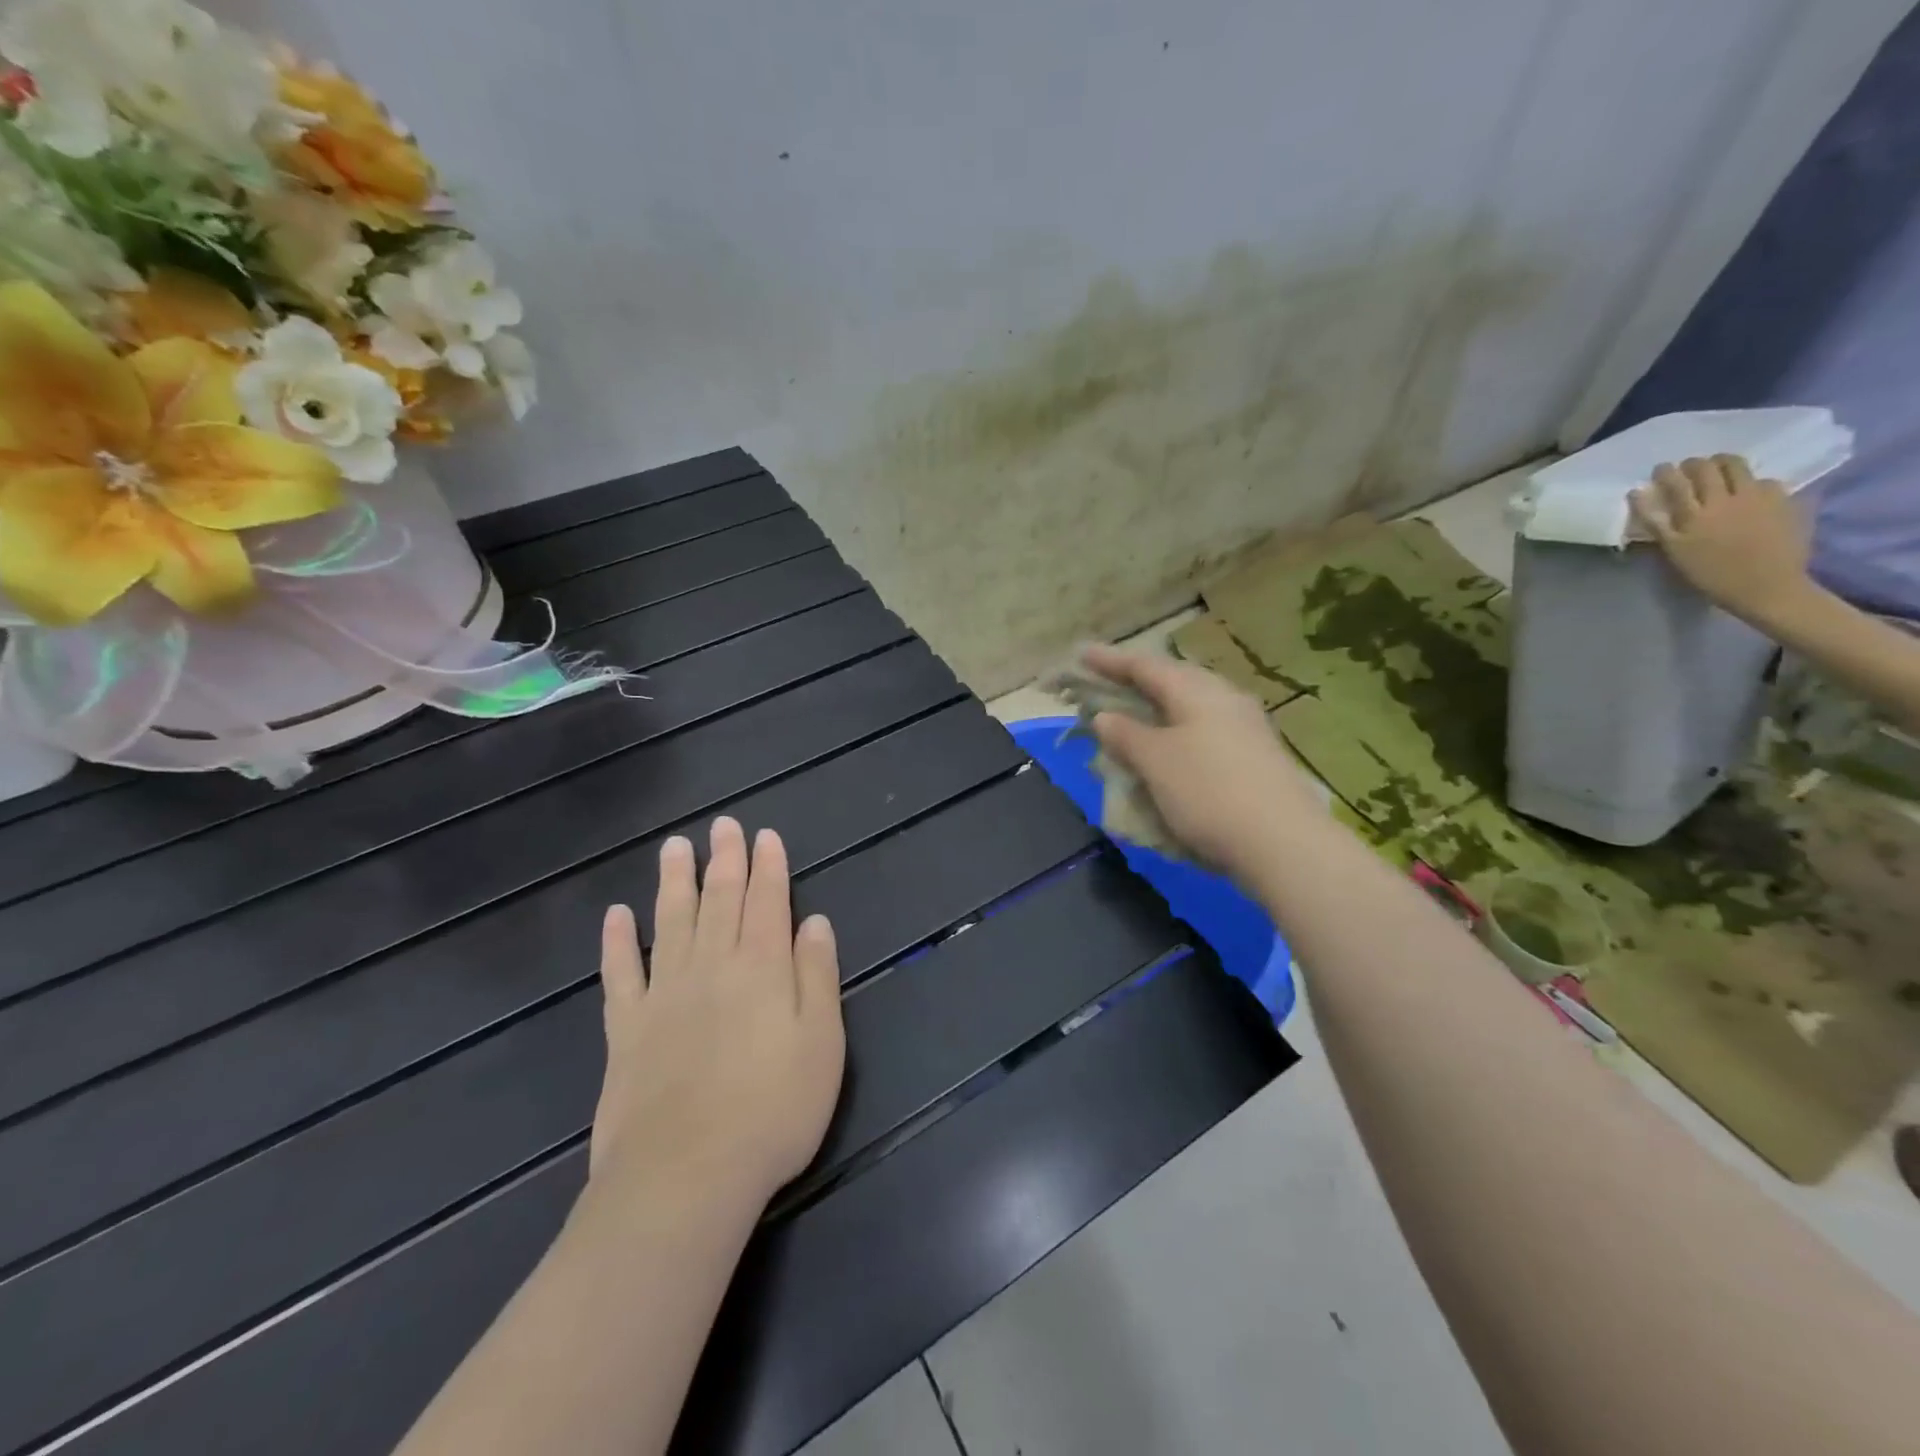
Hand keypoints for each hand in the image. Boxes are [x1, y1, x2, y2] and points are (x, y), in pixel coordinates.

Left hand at [590, 817, 844, 1206]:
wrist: (686, 1177)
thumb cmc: (773, 1111)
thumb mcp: (822, 1043)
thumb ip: (817, 976)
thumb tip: (814, 922)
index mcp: (761, 968)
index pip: (767, 902)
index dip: (768, 866)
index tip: (765, 835)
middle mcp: (712, 967)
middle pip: (719, 901)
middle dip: (724, 860)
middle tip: (722, 825)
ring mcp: (663, 995)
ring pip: (670, 922)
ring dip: (674, 881)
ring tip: (674, 847)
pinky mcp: (625, 1029)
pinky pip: (620, 973)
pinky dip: (617, 941)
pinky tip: (617, 915)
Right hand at [1083, 643, 1324, 882]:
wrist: (1284, 843)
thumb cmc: (1208, 793)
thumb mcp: (1155, 762)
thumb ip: (1125, 734)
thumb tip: (1105, 716)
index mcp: (1196, 691)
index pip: (1144, 666)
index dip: (1109, 661)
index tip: (1081, 655)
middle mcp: (1225, 698)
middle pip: (1172, 680)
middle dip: (1137, 682)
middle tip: (1106, 684)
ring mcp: (1246, 727)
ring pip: (1191, 707)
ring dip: (1158, 709)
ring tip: (1134, 717)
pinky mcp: (1256, 755)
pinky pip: (1205, 731)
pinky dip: (1177, 734)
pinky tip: (1171, 751)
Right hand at [1629, 454, 1814, 628]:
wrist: (1767, 587)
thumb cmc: (1712, 575)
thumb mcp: (1675, 552)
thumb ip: (1657, 523)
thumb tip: (1639, 494)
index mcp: (1694, 515)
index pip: (1675, 483)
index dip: (1666, 473)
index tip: (1661, 469)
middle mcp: (1724, 500)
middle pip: (1707, 468)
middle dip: (1694, 464)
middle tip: (1689, 467)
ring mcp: (1757, 497)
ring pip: (1738, 466)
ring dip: (1724, 463)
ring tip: (1719, 469)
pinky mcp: (1783, 500)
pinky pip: (1766, 481)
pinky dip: (1753, 482)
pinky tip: (1751, 492)